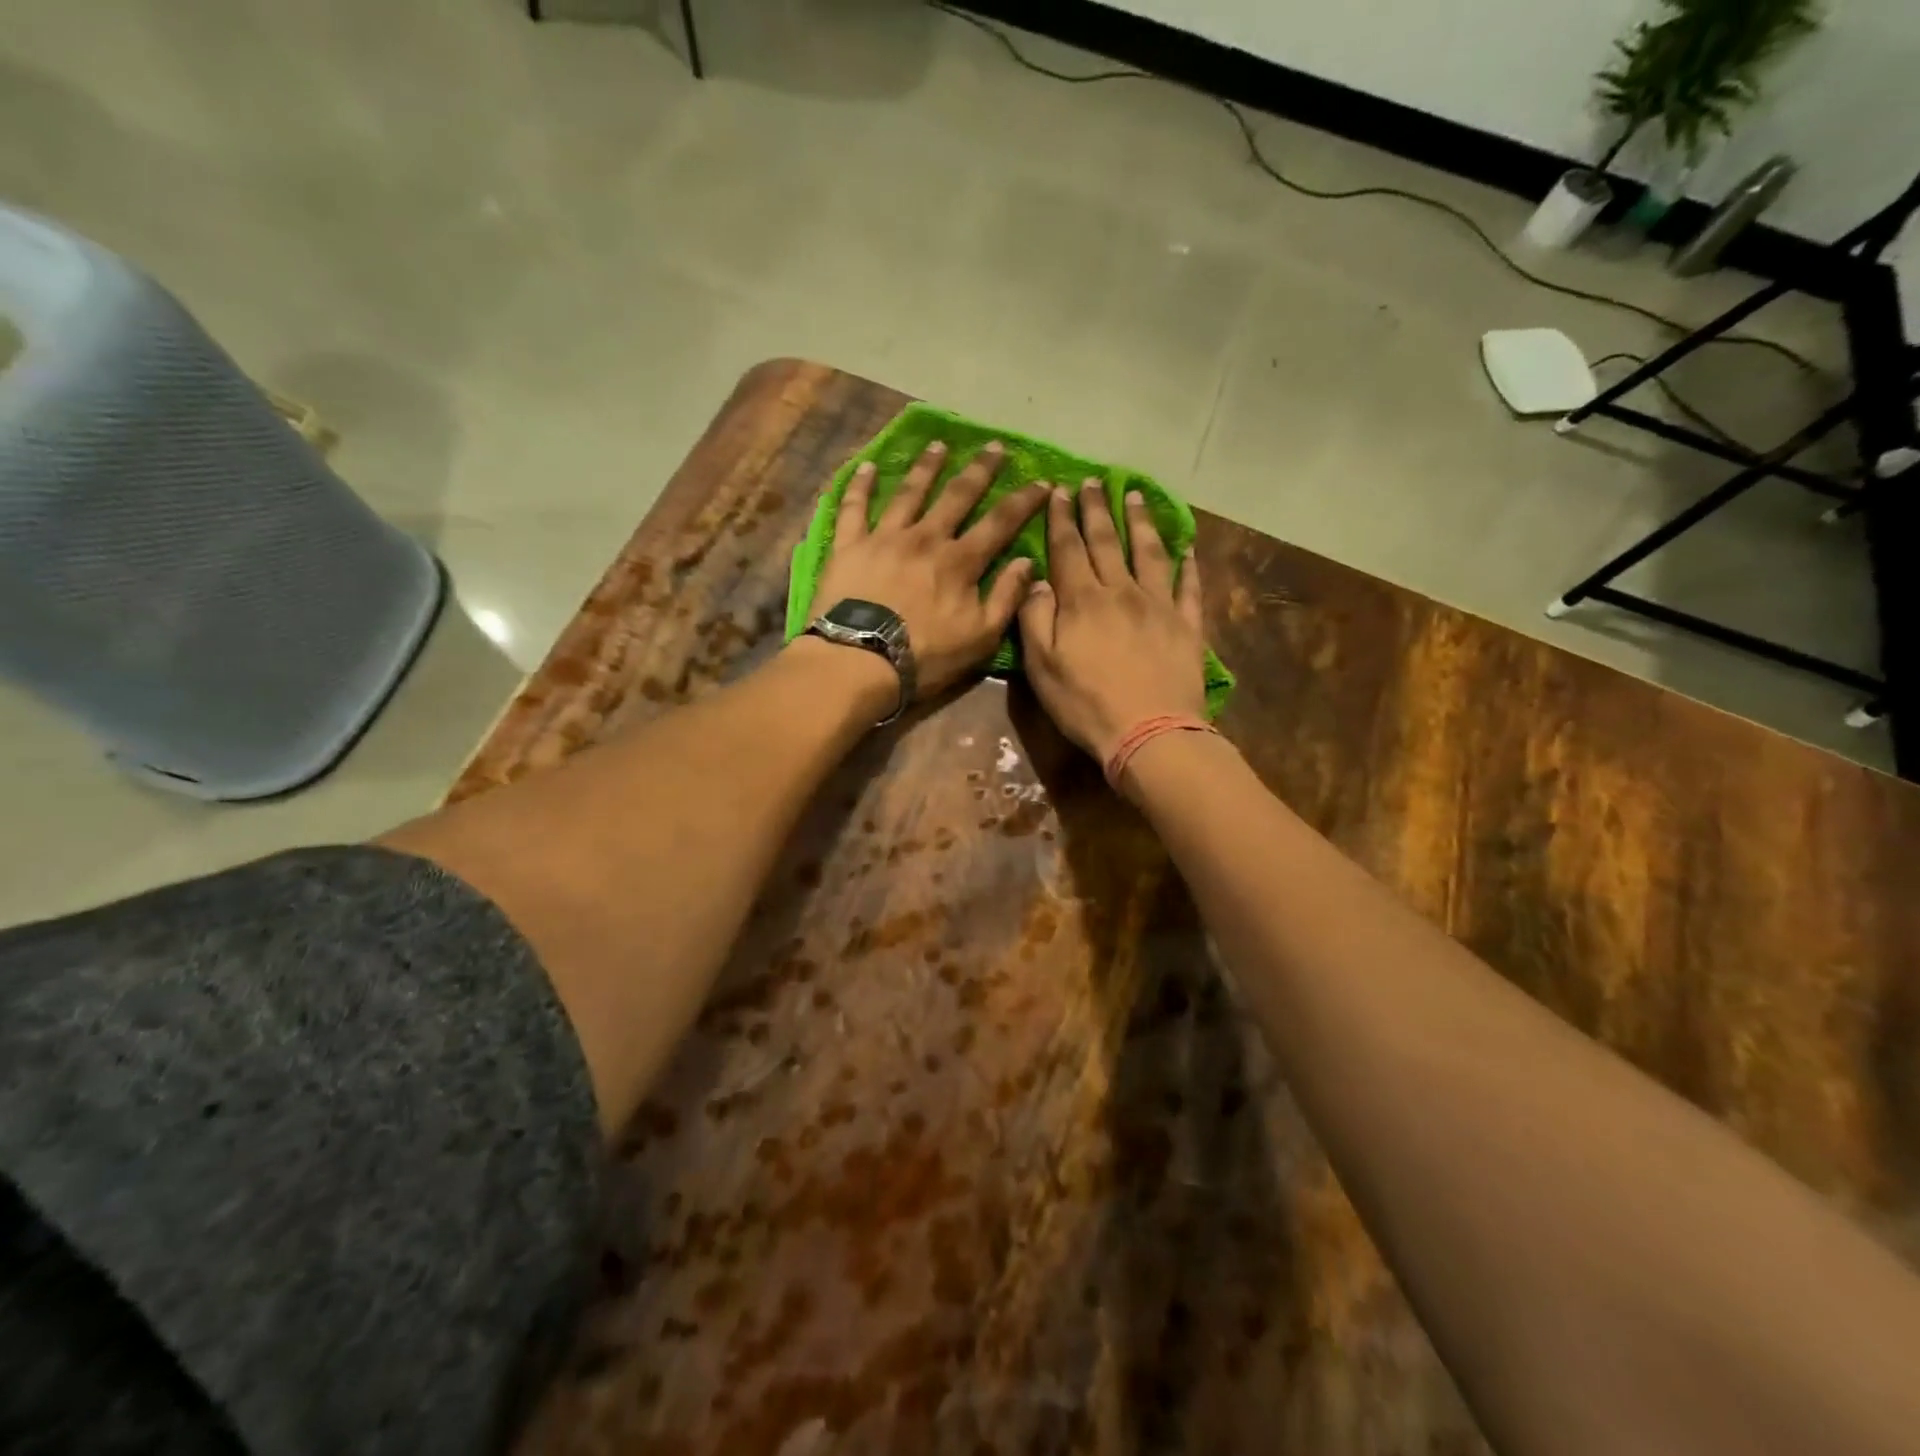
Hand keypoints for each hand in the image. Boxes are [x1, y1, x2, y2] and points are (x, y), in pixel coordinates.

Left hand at [811, 440, 1048, 699]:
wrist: (861, 660)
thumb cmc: (926, 656)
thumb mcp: (981, 637)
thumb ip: (1006, 598)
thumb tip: (1027, 563)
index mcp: (960, 561)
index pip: (1000, 523)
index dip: (1023, 501)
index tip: (1042, 481)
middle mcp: (926, 538)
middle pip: (957, 496)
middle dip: (980, 470)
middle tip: (994, 446)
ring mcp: (885, 537)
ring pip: (909, 492)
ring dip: (926, 467)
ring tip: (939, 445)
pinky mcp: (850, 545)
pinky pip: (854, 507)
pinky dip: (860, 485)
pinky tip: (867, 466)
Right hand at [1018, 481, 1205, 762]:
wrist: (1149, 732)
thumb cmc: (1086, 704)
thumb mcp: (1041, 667)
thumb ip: (1034, 619)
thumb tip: (1036, 579)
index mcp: (1082, 601)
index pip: (1068, 548)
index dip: (1061, 518)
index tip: (1058, 490)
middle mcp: (1121, 591)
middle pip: (1106, 541)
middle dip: (1096, 509)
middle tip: (1092, 481)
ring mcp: (1159, 606)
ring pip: (1149, 553)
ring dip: (1140, 522)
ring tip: (1135, 495)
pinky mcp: (1187, 625)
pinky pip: (1189, 587)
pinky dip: (1188, 565)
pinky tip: (1187, 548)